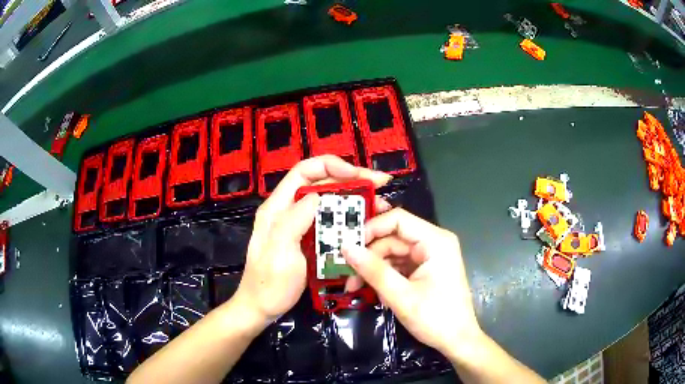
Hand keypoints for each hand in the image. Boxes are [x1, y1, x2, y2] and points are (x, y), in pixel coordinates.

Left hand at [231, 155, 391, 327]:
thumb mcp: (280, 252)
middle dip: (351, 180)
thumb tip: (317, 196)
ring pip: (330, 202)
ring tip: (380, 204)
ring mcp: (300, 225)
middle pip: (321, 184)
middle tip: (380, 184)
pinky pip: (331, 222)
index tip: (357, 174)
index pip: (304, 172)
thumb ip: (295, 220)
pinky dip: (350, 219)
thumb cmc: (269, 283)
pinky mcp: (309, 240)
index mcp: (278, 207)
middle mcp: (290, 210)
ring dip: (355, 199)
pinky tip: (366, 223)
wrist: (262, 307)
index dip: (331, 166)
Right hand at [342, 208, 482, 358]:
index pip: (398, 220)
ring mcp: (430, 256)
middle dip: (369, 255)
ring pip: (393, 252)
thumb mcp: (401, 296)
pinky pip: (399, 265)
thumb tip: (346, 248)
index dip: (371, 228)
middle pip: (393, 238)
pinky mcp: (425, 269)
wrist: (457, 340)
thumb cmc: (436, 318)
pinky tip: (374, 290)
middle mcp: (433, 242)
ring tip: (355, 286)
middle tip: (347, 273)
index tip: (348, 245)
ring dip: (373, 268)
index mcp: (435, 241)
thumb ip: (373, 270)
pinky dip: (384, 275)